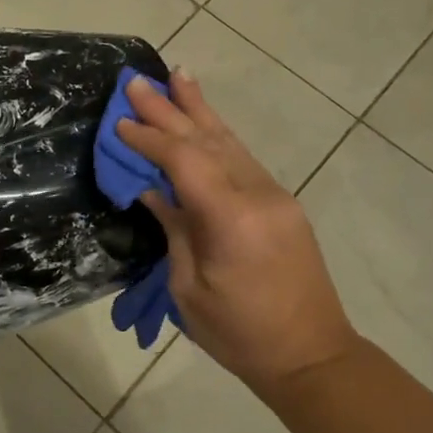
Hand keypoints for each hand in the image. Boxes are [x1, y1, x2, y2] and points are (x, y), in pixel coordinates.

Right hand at [118, 70, 357, 394]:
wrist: (313, 356)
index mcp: (230, 219)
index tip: (119, 122)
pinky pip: (242, 158)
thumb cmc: (239, 334)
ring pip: (229, 142)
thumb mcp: (189, 288)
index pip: (183, 161)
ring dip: (199, 109)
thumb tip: (154, 191)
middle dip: (169, 108)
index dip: (149, 138)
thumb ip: (174, 230)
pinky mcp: (282, 203)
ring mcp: (275, 195)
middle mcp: (257, 195)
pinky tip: (205, 120)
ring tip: (176, 77)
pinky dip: (218, 135)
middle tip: (137, 81)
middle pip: (206, 140)